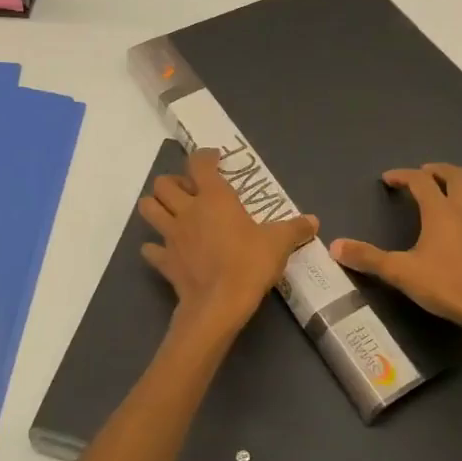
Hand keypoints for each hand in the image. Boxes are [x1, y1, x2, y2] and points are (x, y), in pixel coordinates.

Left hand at [138, 148, 318, 349]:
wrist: (219, 305)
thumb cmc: (249, 264)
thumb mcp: (279, 243)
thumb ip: (295, 228)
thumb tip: (313, 221)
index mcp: (214, 197)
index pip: (199, 164)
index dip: (205, 156)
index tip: (214, 158)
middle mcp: (187, 210)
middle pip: (163, 183)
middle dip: (173, 182)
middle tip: (190, 191)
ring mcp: (171, 235)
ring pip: (148, 209)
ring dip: (156, 206)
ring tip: (172, 212)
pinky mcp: (164, 261)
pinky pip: (150, 249)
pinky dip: (155, 247)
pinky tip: (167, 250)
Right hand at [331, 164, 461, 356]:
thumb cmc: (446, 285)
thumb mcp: (401, 272)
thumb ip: (368, 258)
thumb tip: (335, 246)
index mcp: (440, 210)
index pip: (420, 181)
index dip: (403, 175)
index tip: (389, 179)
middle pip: (455, 175)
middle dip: (437, 170)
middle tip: (424, 173)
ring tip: (450, 189)